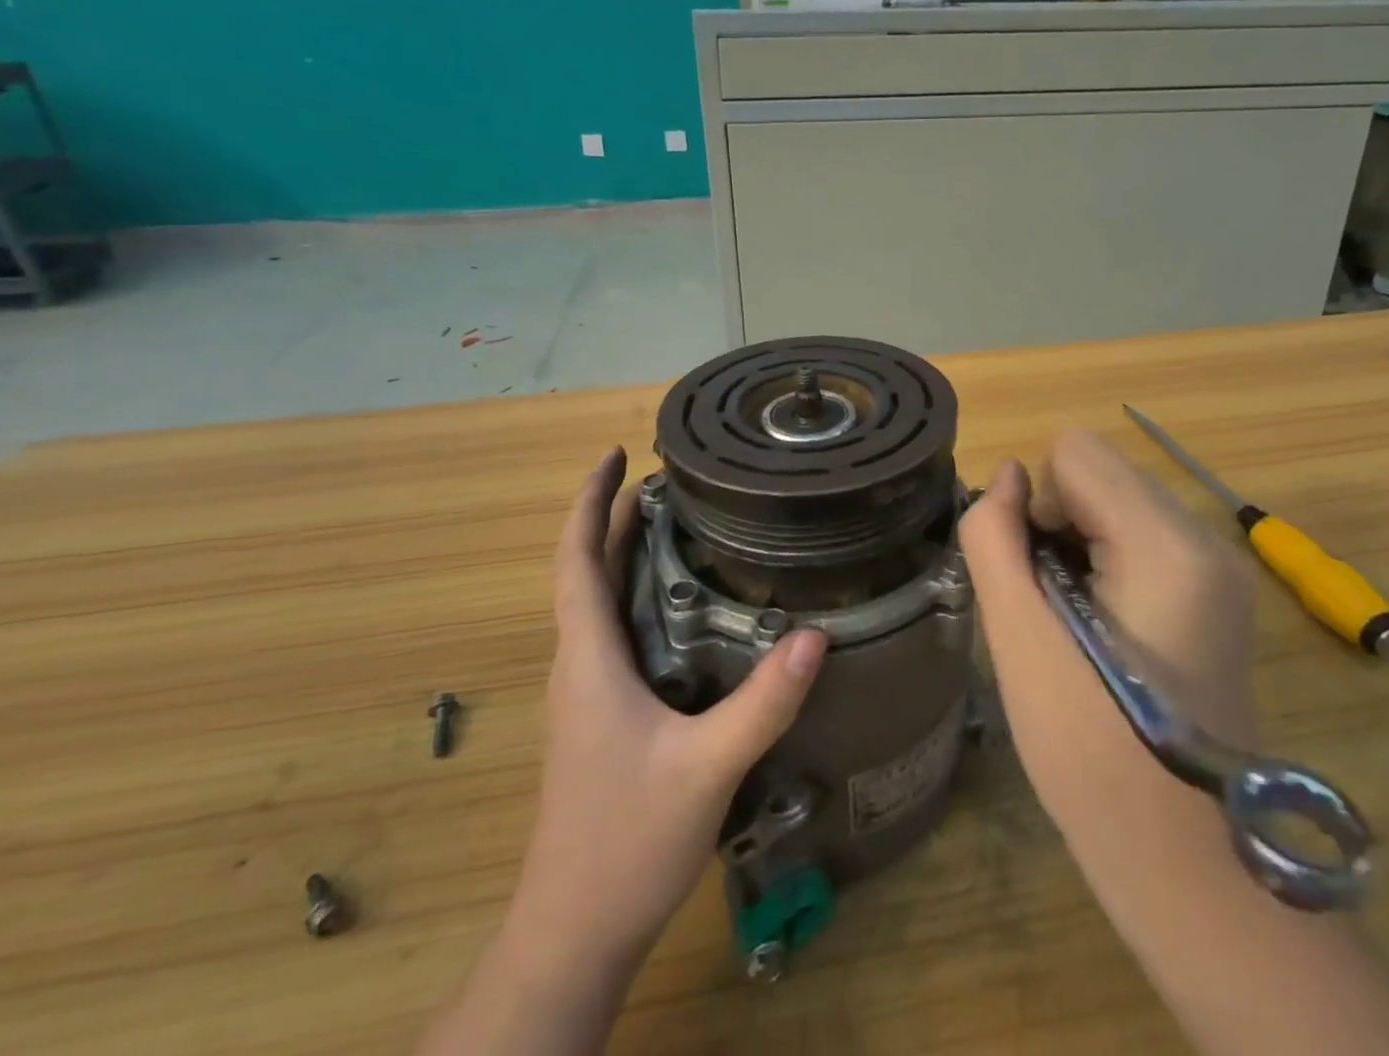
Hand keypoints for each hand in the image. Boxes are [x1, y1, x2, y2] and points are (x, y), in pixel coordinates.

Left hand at [506, 448, 826, 969]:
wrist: (574, 934)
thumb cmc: (625, 842)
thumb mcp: (706, 768)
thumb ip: (762, 703)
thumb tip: (815, 635)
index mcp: (588, 659)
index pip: (577, 559)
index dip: (590, 501)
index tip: (615, 456)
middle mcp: (580, 665)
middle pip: (591, 571)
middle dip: (620, 517)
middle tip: (674, 478)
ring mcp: (587, 693)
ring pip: (602, 602)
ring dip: (630, 554)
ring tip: (683, 522)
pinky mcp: (601, 717)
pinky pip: (616, 633)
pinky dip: (641, 596)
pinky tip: (686, 606)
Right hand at [958, 430, 1258, 840]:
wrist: (1183, 860)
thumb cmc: (1090, 750)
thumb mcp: (1019, 637)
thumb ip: (996, 536)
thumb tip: (1009, 475)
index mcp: (1167, 544)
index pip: (1075, 453)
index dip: (1038, 508)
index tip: (1042, 580)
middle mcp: (1206, 539)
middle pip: (1100, 474)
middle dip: (1061, 524)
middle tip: (1056, 609)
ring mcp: (1221, 567)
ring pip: (1118, 502)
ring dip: (1081, 544)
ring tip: (1078, 623)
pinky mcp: (1219, 593)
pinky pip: (1142, 536)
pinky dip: (1109, 562)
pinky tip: (1105, 630)